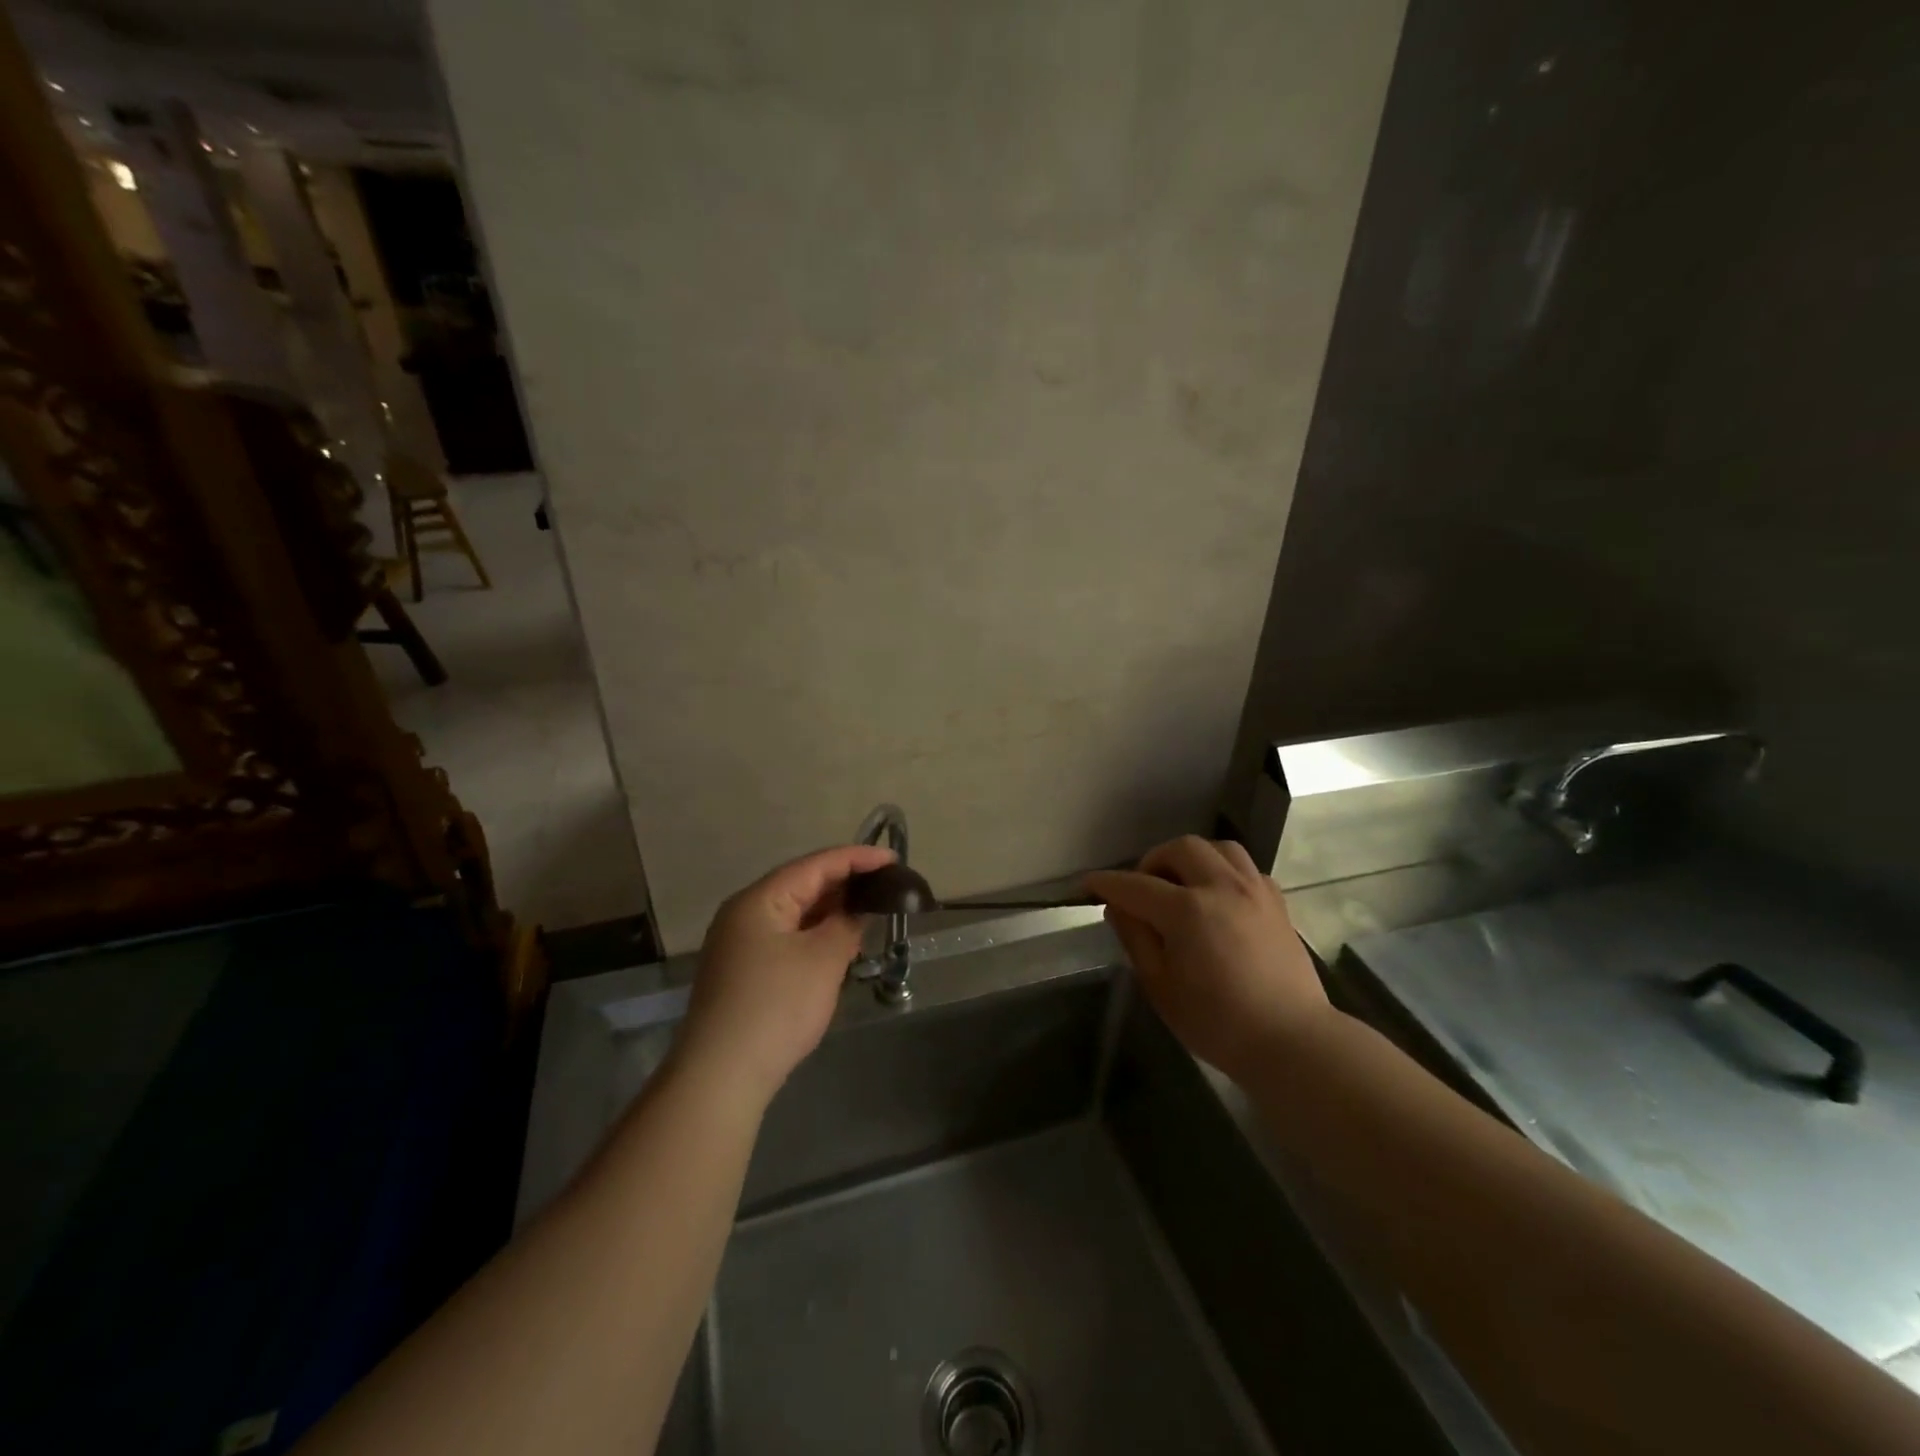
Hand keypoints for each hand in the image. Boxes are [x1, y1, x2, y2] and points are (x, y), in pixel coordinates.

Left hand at [675, 843, 895, 1105]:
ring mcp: (740, 943)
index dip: (857, 858)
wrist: (722, 1075)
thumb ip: (846, 925)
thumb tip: (857, 910)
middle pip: (802, 884)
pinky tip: (839, 943)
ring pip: (794, 913)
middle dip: (845, 883)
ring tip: (870, 909)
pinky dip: (815, 934)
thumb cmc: (776, 1007)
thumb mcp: (823, 960)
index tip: (893, 858)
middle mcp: (744, 912)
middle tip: (886, 884)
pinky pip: (786, 937)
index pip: (816, 865)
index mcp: (760, 899)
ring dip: (831, 910)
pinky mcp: (743, 971)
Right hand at [1086, 836, 1335, 1083]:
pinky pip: (1246, 868)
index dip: (1106, 883)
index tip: (1087, 884)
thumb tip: (1118, 908)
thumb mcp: (1160, 987)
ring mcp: (1254, 891)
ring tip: (1182, 884)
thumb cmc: (1217, 1022)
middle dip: (1153, 861)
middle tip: (1142, 888)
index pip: (1135, 885)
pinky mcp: (1277, 903)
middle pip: (1181, 849)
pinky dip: (1224, 871)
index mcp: (1187, 910)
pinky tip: (1218, 897)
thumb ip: (1136, 939)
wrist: (1291, 1041)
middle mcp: (1222, 887)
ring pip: (1219, 848)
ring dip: (1192, 858)